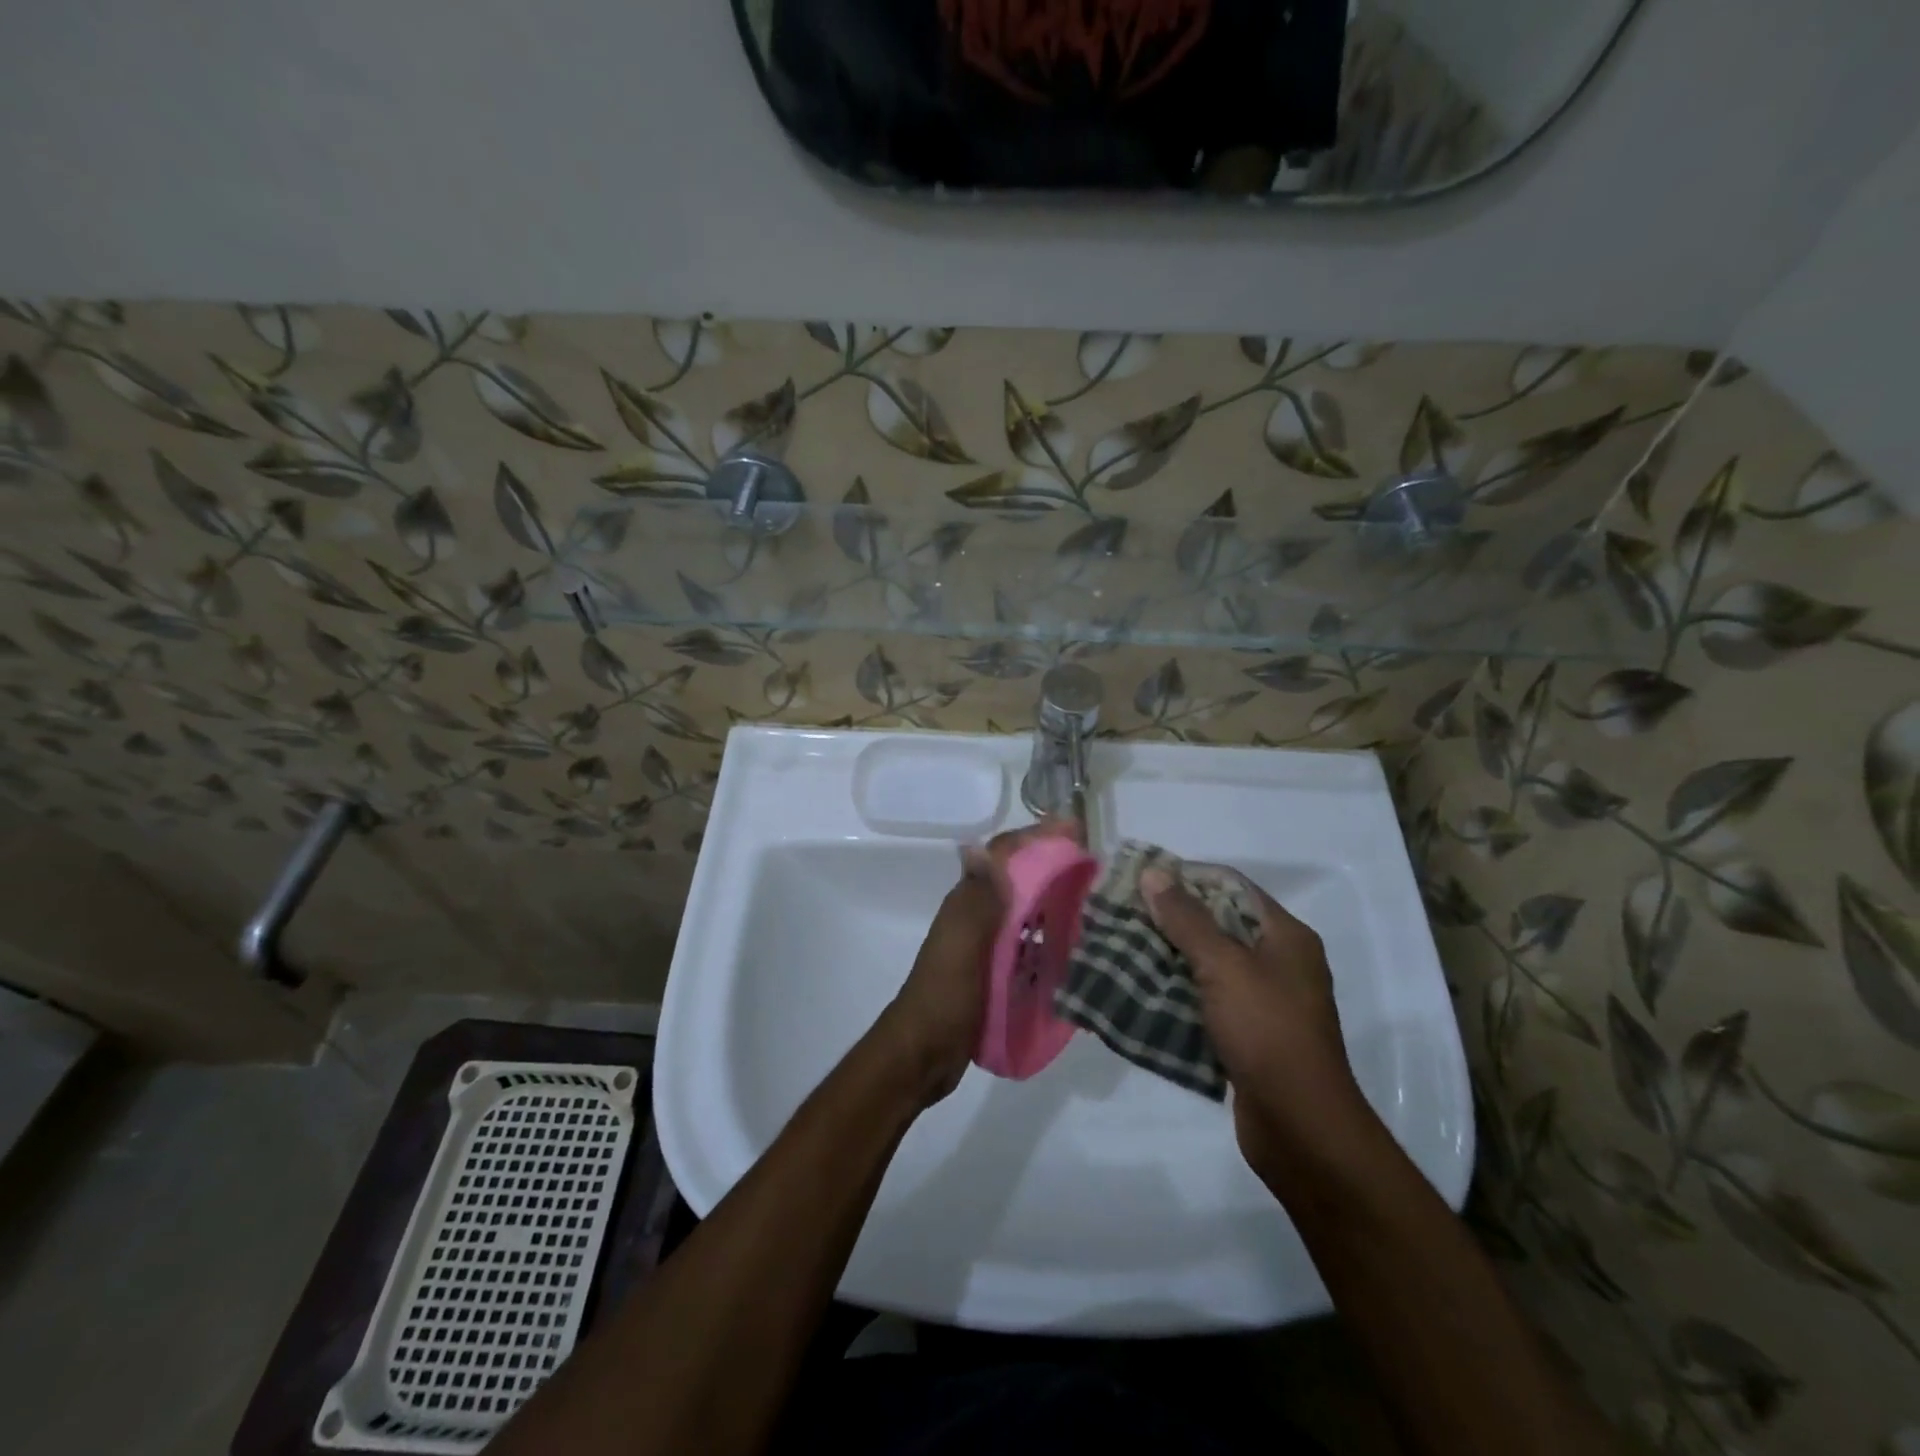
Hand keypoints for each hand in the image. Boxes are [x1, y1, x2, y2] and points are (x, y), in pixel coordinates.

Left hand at [877, 819, 1082, 1106]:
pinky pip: (1027, 947)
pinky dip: (1049, 942)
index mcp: (968, 903)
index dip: (1035, 838)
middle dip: (1051, 867)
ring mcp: (985, 947)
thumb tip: (980, 846)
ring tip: (1095, 906)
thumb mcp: (962, 944)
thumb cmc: (946, 995)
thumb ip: (977, 898)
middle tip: (1094, 869)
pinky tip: (1075, 952)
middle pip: (1018, 881)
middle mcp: (977, 917)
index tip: (1074, 830)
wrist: (924, 1054)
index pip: (1002, 856)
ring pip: (1025, 913)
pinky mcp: (994, 974)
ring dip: (1054, 904)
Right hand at [1141, 867, 1373, 1183]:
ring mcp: (1265, 1001)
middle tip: (1125, 915)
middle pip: (1219, 924)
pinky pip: (1207, 1000)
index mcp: (1286, 936)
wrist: (1300, 1127)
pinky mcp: (1249, 1035)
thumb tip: (1154, 872)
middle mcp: (1279, 962)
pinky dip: (1178, 992)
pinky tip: (1142, 992)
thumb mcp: (1223, 966)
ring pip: (1209, 964)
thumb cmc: (1267, 1031)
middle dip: (1171, 919)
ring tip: (1123, 949)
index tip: (1142, 880)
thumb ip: (1187, 919)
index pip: (1232, 887)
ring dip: (1169, 957)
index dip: (1188, 878)